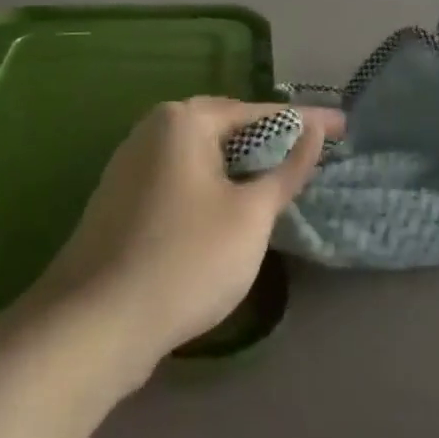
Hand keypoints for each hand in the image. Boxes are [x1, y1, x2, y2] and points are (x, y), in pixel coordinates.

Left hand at [33, 99, 340, 385]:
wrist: (94, 324)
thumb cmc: (186, 259)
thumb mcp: (251, 215)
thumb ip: (287, 170)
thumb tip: (313, 132)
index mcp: (183, 120)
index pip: (259, 112)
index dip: (305, 122)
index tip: (343, 126)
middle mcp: (152, 130)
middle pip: (227, 128)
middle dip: (272, 140)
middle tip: (315, 151)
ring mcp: (130, 165)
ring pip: (203, 156)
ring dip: (243, 165)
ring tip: (282, 178)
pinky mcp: (121, 201)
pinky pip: (182, 179)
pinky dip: (215, 186)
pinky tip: (233, 207)